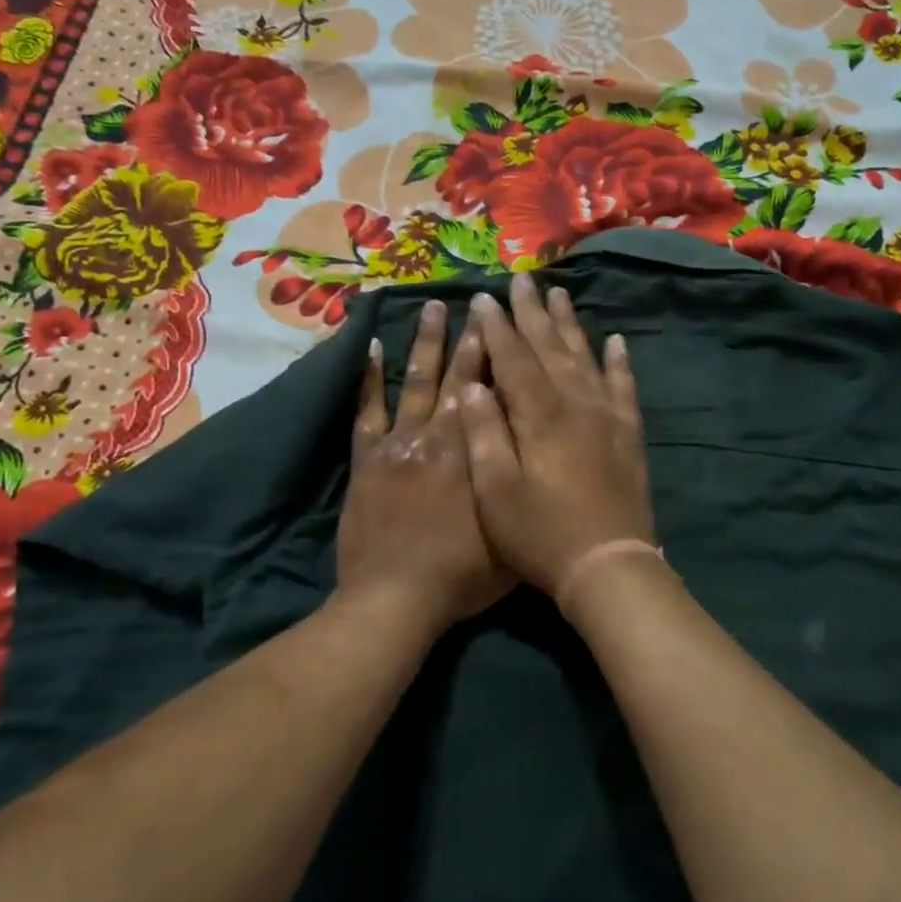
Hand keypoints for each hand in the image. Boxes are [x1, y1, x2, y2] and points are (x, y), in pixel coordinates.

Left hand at [335, 299, 513, 632]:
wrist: (396, 598)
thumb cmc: (460, 576)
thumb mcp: (509, 537)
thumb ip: (517, 491)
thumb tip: (533, 455)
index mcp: (473, 454)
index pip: (490, 395)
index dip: (499, 357)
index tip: (506, 325)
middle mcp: (438, 438)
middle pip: (456, 379)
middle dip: (469, 339)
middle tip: (476, 303)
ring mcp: (398, 445)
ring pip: (415, 383)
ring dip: (425, 344)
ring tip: (431, 307)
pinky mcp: (367, 461)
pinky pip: (368, 412)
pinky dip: (371, 379)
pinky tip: (375, 348)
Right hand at [457, 273, 654, 607]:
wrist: (609, 566)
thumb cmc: (541, 533)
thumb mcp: (495, 491)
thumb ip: (483, 434)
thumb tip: (472, 386)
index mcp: (538, 415)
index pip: (512, 358)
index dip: (495, 326)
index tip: (482, 297)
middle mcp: (575, 403)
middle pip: (549, 347)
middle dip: (530, 312)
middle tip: (520, 279)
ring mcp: (606, 416)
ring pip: (584, 356)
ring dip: (569, 324)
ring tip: (560, 293)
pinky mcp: (628, 433)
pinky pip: (624, 386)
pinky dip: (618, 361)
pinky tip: (615, 341)